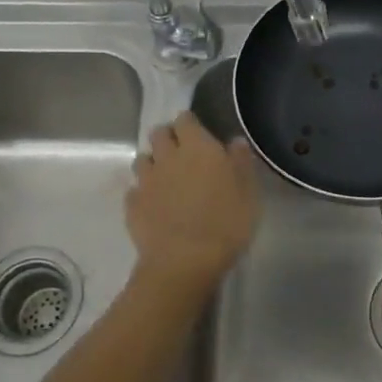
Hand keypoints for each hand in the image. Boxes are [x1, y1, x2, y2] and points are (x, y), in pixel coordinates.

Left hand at [126, 111, 258, 289]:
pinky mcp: (132, 205)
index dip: (189, 124)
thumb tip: (235, 141)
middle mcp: (167, 156)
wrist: (184, 261)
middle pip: (158, 134)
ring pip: (142, 159)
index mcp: (198, 147)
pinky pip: (134, 190)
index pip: (185, 119)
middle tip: (180, 153)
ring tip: (165, 178)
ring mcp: (146, 181)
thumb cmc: (225, 223)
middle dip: (167, 138)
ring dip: (152, 163)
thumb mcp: (248, 193)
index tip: (197, 134)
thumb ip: (241, 162)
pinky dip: (142, 193)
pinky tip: (153, 205)